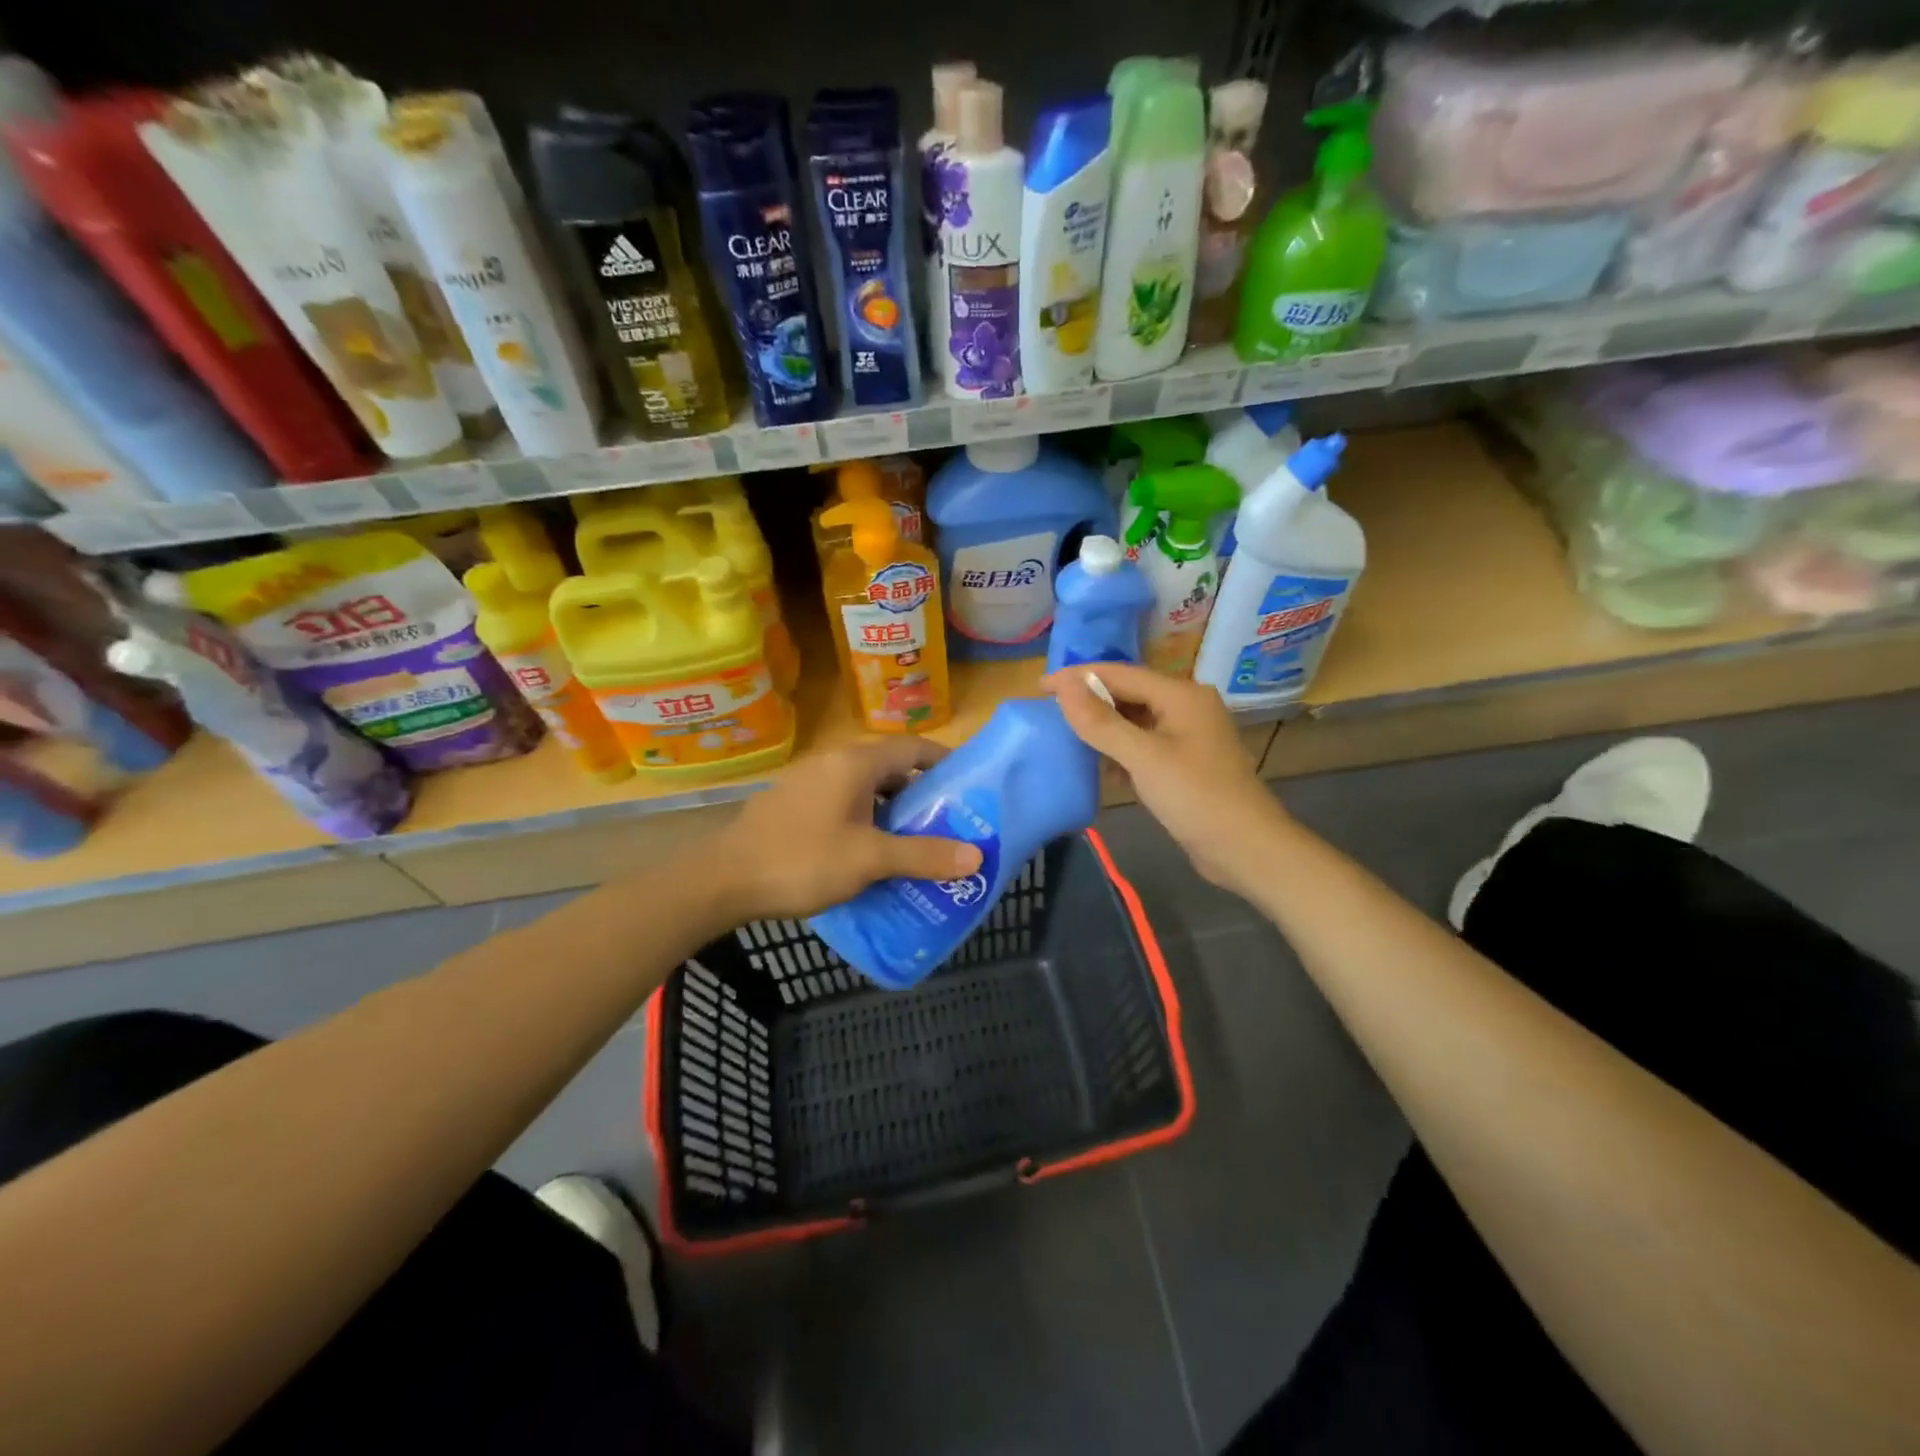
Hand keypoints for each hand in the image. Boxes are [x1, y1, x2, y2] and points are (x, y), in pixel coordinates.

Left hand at [706, 737, 983, 921]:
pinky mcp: (792, 804)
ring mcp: (808, 782)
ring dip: (891, 810)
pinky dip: (864, 819)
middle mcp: (832, 762)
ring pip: (864, 788)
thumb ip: (923, 856)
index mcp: (855, 763)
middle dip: (920, 793)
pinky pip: (841, 802)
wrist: (722, 881)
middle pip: (890, 768)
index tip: (969, 786)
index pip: (913, 747)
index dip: (944, 762)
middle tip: (948, 822)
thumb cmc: (802, 861)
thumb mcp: (869, 860)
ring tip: (914, 841)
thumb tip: (977, 856)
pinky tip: (868, 852)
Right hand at [1046, 663, 1285, 894]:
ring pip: (1135, 719)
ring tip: (1068, 738)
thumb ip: (1100, 721)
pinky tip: (1104, 766)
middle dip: (1090, 701)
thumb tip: (1062, 684)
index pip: (1119, 673)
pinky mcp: (1186, 760)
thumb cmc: (1196, 797)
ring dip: (1105, 727)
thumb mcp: (1143, 758)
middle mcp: (1186, 705)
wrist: (1246, 849)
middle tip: (1049, 713)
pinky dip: (1122, 749)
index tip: (1039, 688)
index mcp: (1181, 694)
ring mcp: (1188, 733)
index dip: (1078, 677)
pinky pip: (1144, 742)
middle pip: (1128, 692)